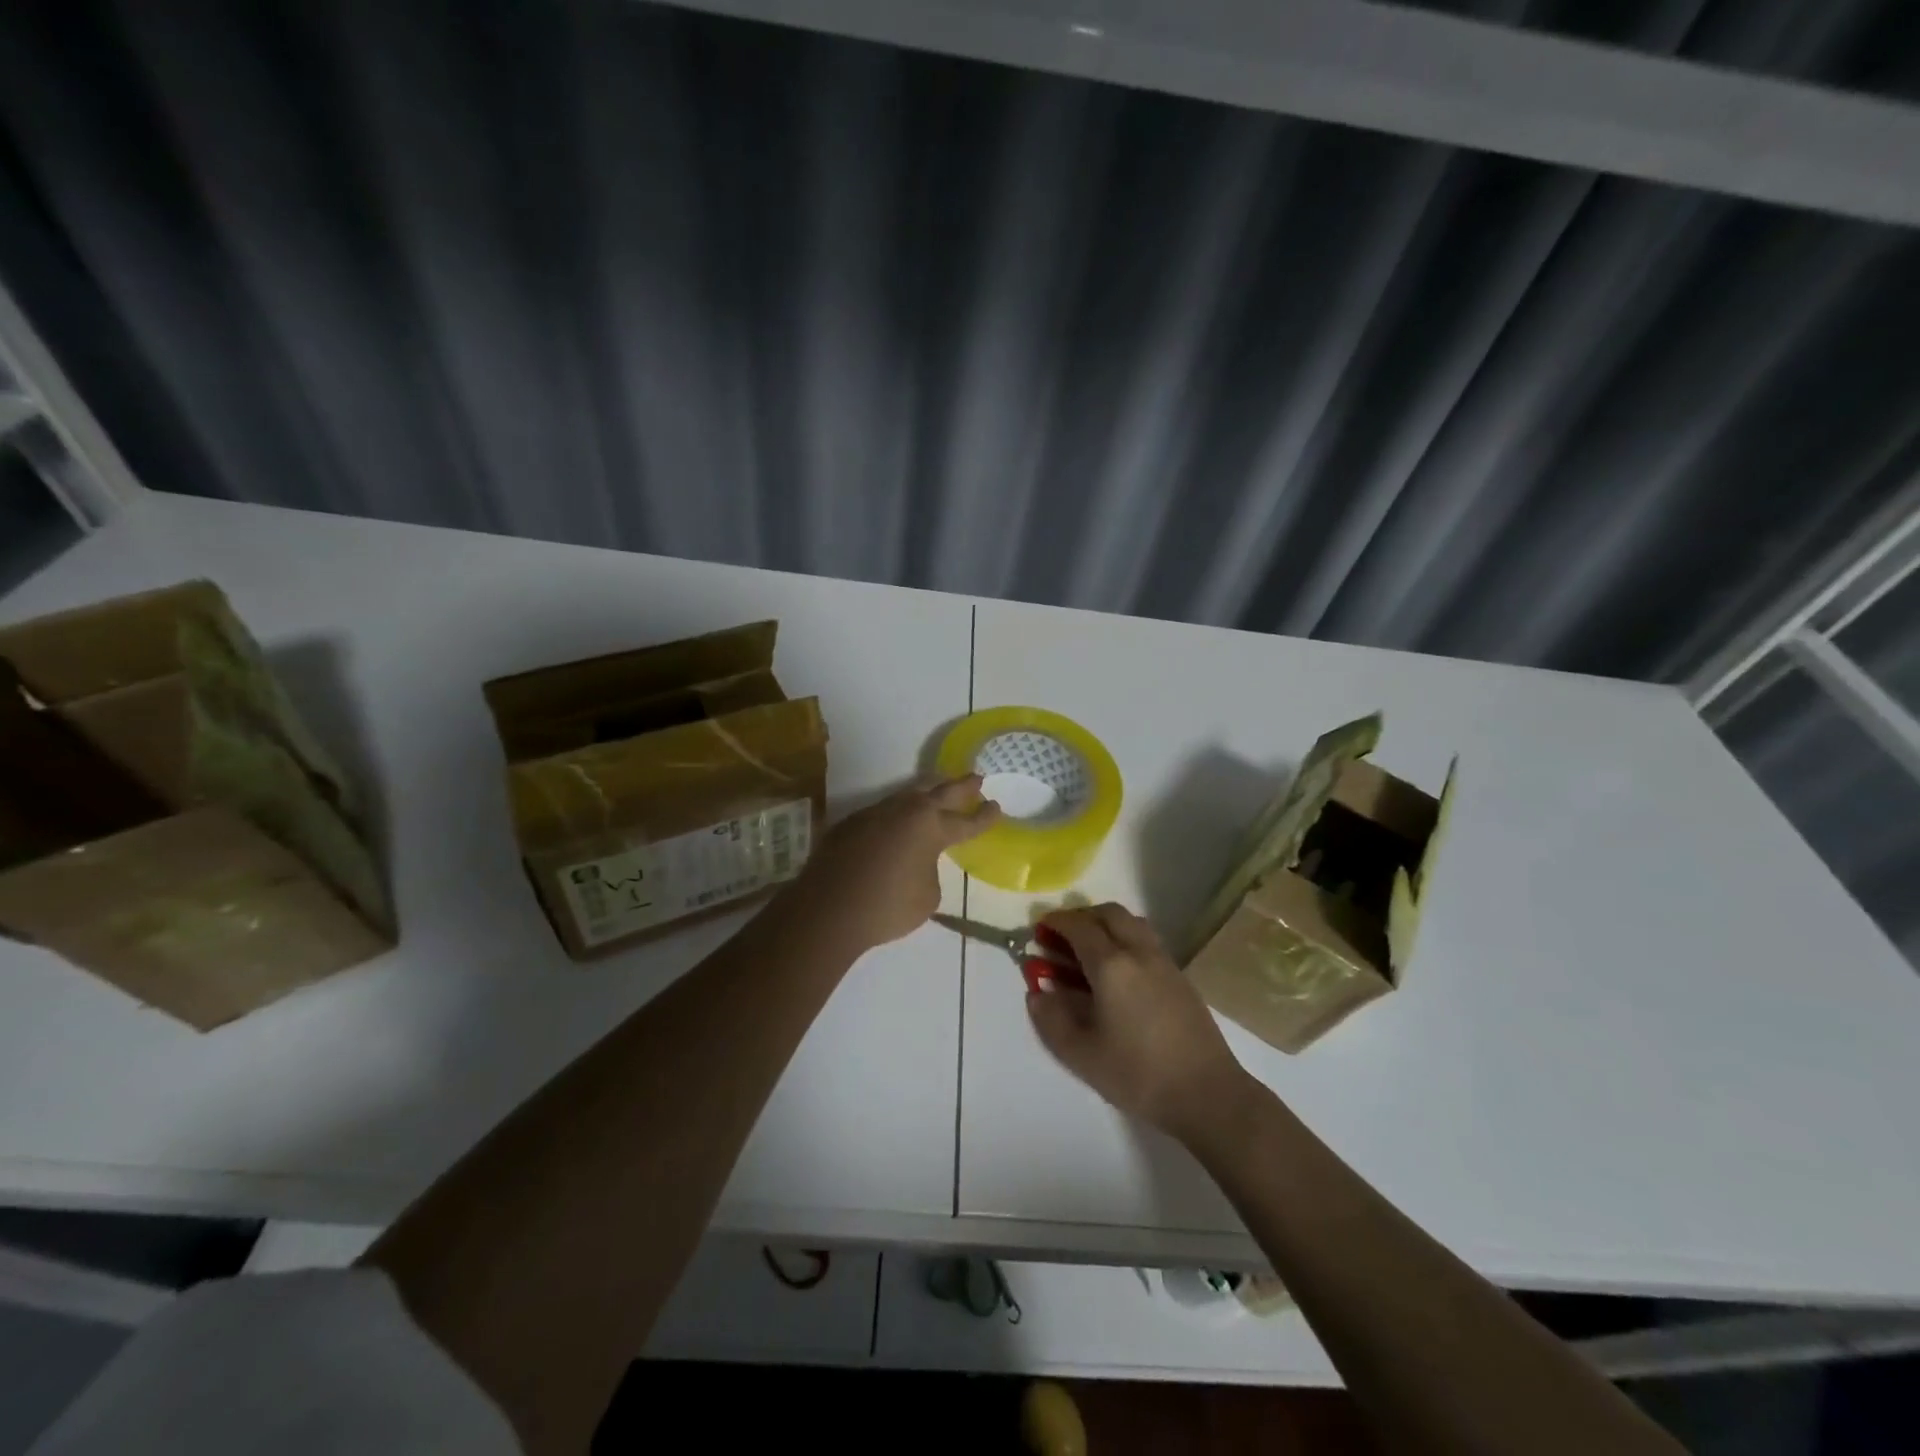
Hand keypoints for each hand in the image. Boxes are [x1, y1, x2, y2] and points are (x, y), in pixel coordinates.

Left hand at [792, 775, 1000, 952]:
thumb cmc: (887, 907)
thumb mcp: (927, 896)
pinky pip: (883, 811)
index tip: (997, 807)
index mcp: (931, 827)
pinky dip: (898, 812)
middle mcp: (905, 811)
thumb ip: (930, 870)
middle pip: (940, 792)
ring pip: (908, 795)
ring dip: (927, 791)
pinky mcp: (850, 823)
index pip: (966, 821)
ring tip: (937, 789)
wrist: (828, 909)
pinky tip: (898, 819)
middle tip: (976, 779)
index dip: (984, 817)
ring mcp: (874, 813)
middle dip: (961, 786)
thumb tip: (918, 860)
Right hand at [1026, 903, 1248, 1142]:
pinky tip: (1117, 973)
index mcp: (1112, 965)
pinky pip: (1146, 940)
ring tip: (1088, 951)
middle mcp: (1139, 952)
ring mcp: (1164, 962)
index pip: (1078, 927)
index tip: (1038, 929)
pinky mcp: (1180, 977)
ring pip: (1132, 923)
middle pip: (1109, 914)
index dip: (1055, 923)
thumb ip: (1051, 1019)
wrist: (1207, 1094)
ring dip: (1106, 925)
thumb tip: (1036, 992)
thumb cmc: (1138, 1074)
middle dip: (1081, 917)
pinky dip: (1125, 940)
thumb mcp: (1081, 1054)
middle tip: (1062, 938)